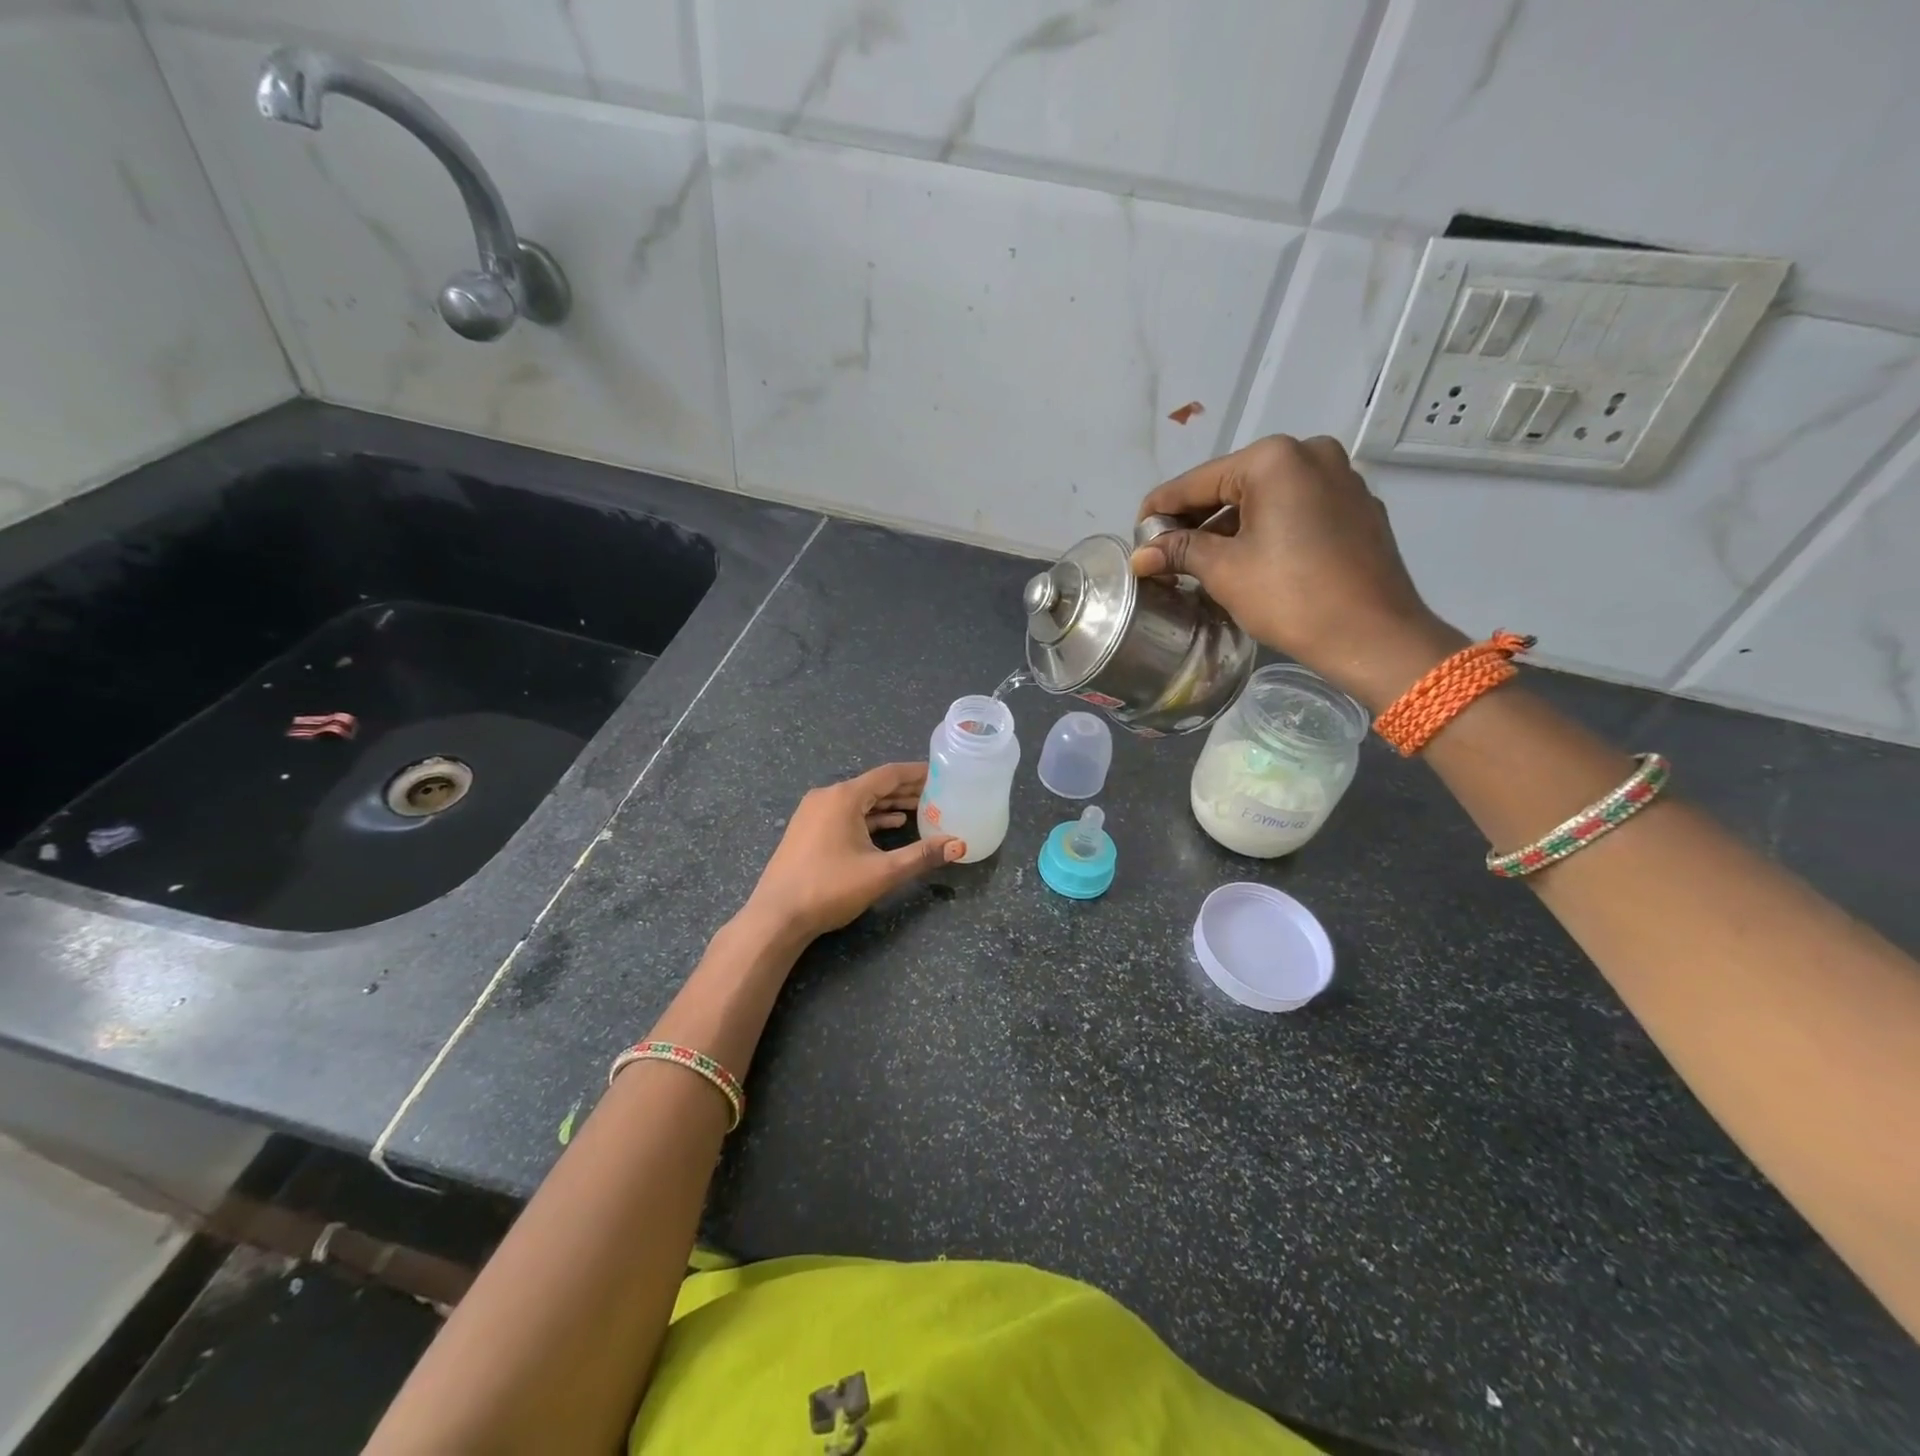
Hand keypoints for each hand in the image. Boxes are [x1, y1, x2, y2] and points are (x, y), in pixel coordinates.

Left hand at [741, 763, 964, 942]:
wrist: (776, 917)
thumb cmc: (829, 888)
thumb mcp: (882, 872)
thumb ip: (921, 856)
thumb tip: (959, 845)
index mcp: (844, 797)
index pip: (888, 775)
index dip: (917, 773)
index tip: (942, 772)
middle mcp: (827, 796)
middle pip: (874, 785)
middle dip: (905, 789)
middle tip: (937, 793)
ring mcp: (813, 813)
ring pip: (859, 801)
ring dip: (888, 804)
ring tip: (919, 809)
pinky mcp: (807, 830)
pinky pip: (845, 814)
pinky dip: (869, 817)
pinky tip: (888, 826)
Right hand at [1130, 435, 1464, 711]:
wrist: (1373, 636)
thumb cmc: (1291, 596)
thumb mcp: (1224, 571)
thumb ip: (1179, 551)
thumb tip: (1140, 555)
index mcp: (1274, 459)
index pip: (1198, 481)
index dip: (1161, 508)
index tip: (1136, 532)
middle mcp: (1311, 454)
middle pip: (1233, 484)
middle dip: (1197, 518)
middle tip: (1165, 550)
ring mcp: (1341, 479)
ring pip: (1266, 497)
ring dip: (1230, 526)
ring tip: (1201, 560)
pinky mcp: (1357, 508)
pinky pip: (1296, 509)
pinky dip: (1266, 528)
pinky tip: (1248, 558)